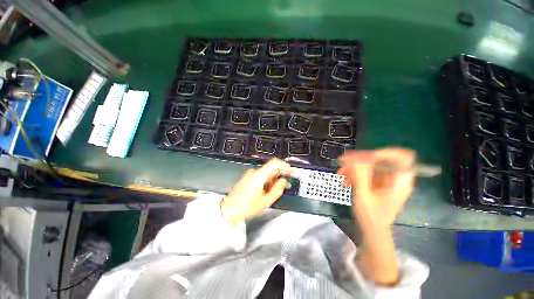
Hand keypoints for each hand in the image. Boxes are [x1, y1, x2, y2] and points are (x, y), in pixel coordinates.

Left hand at [221, 158, 291, 225]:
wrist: (229, 210)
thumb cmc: (245, 207)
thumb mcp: (265, 201)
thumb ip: (277, 190)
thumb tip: (283, 181)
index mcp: (259, 176)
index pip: (274, 163)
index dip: (284, 165)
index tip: (291, 171)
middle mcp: (254, 172)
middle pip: (271, 169)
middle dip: (279, 176)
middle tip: (284, 185)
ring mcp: (250, 174)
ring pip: (266, 173)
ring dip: (272, 180)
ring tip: (272, 192)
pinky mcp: (248, 177)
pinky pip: (260, 176)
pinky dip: (266, 181)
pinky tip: (265, 191)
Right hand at [338, 148, 415, 285]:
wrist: (371, 230)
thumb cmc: (371, 217)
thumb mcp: (364, 195)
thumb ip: (360, 175)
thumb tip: (355, 158)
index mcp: (400, 180)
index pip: (401, 156)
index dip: (384, 152)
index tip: (364, 156)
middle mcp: (395, 176)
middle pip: (379, 159)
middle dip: (359, 160)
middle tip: (342, 161)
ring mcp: (385, 179)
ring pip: (369, 164)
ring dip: (353, 167)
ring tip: (340, 173)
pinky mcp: (377, 181)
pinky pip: (365, 171)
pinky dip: (354, 173)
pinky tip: (345, 180)